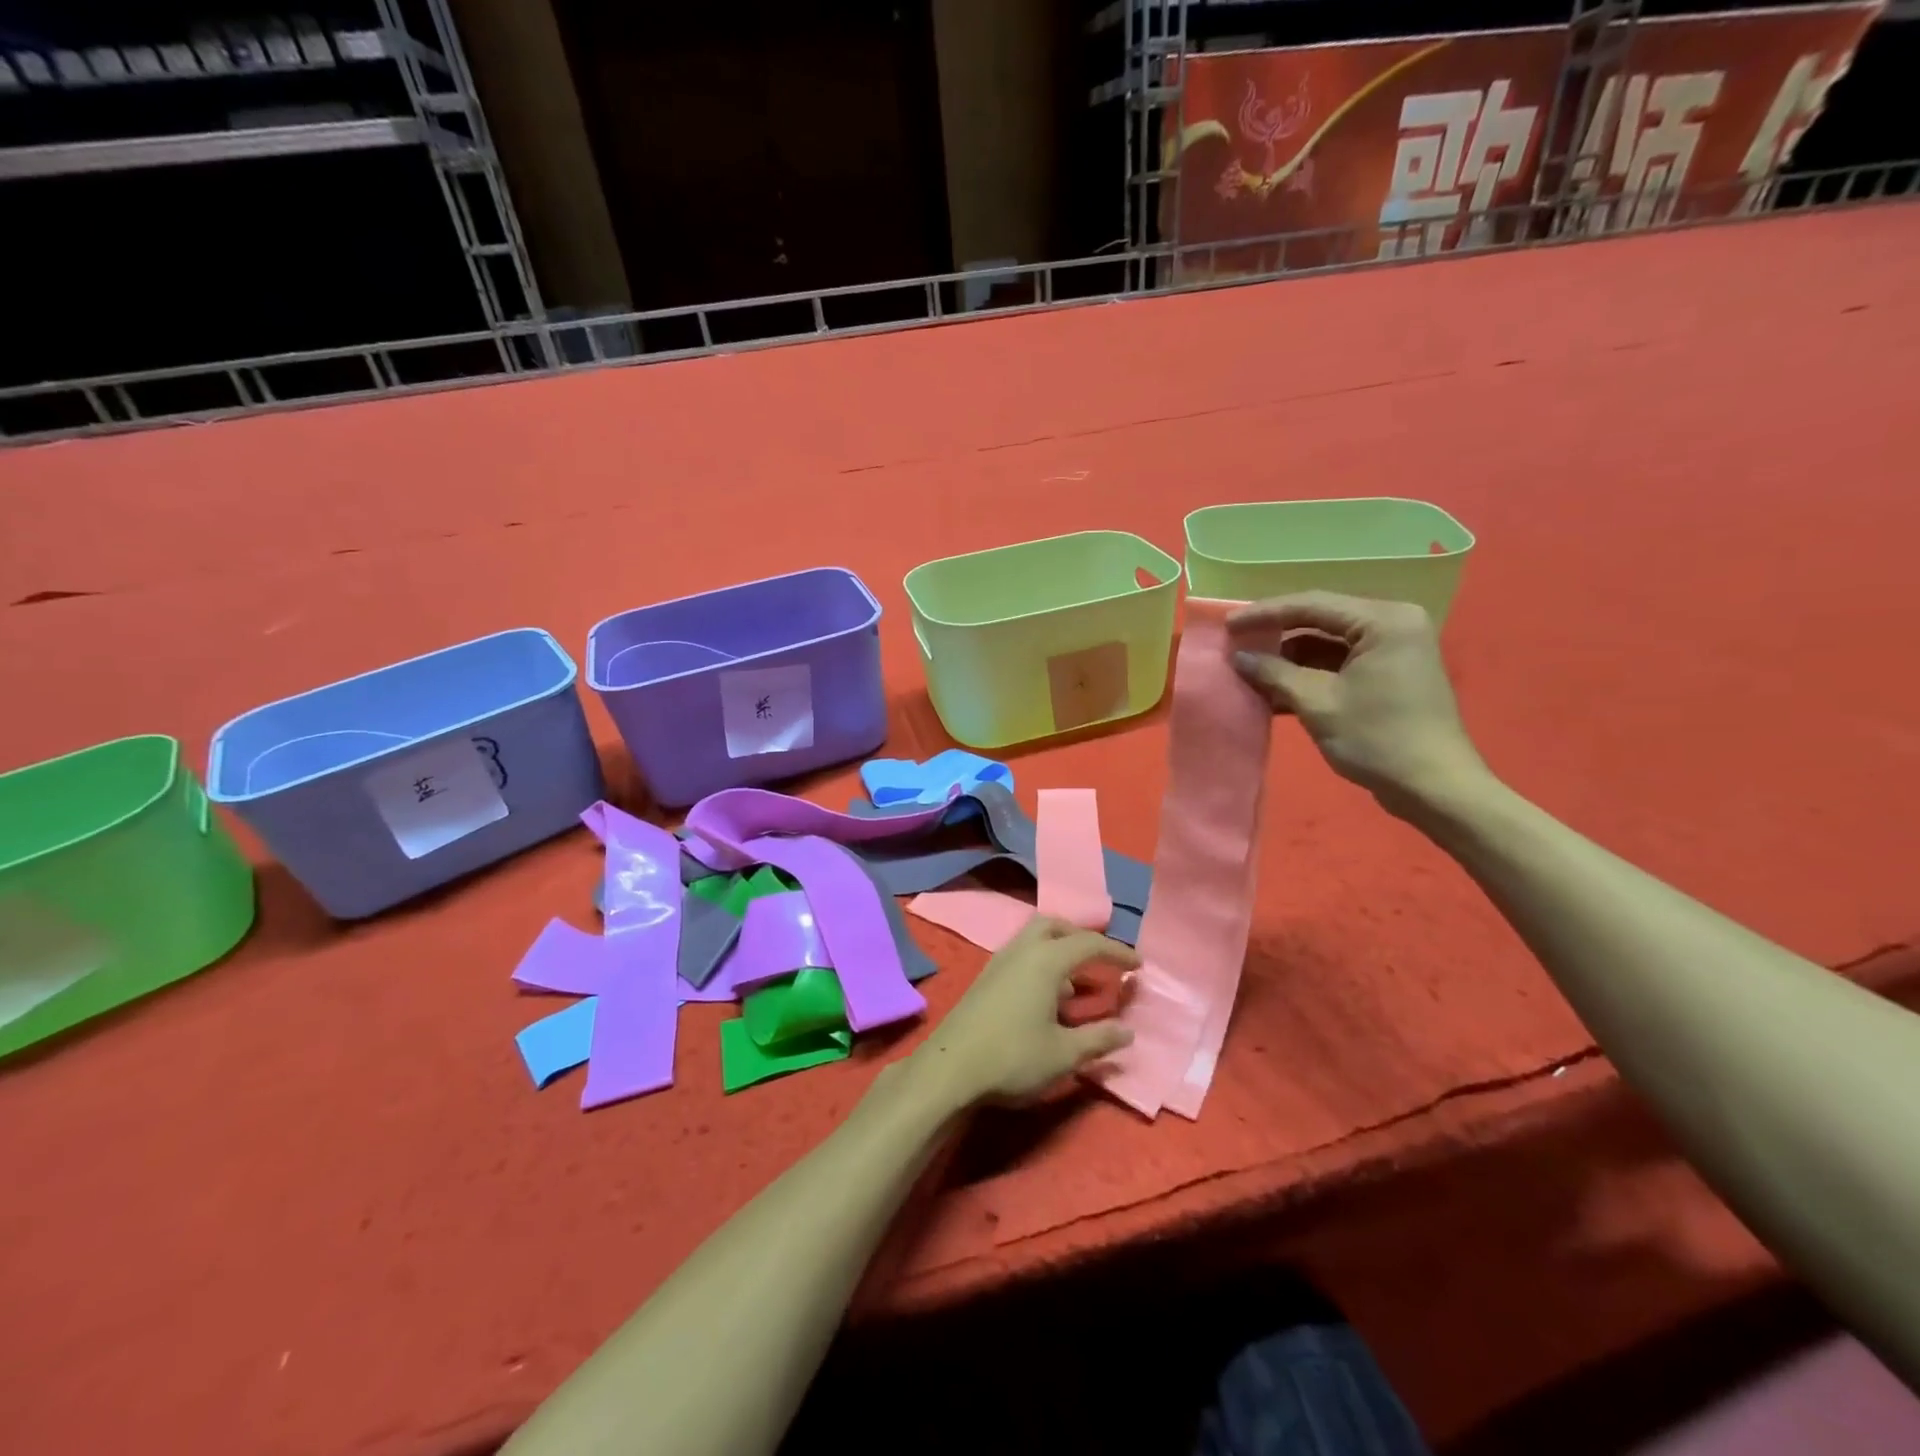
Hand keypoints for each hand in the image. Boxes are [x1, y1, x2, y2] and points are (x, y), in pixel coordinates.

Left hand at [908, 916, 1138, 1106]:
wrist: (950, 1068)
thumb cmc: (1013, 1057)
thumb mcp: (1064, 1054)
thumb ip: (1099, 1039)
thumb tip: (1128, 1031)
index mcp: (1046, 960)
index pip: (1089, 944)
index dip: (1117, 952)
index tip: (1138, 965)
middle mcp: (1022, 950)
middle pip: (1055, 926)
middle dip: (1081, 938)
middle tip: (1101, 960)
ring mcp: (999, 961)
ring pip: (1034, 938)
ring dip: (1059, 950)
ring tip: (1077, 985)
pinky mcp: (985, 978)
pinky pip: (1021, 955)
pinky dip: (1041, 963)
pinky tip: (1047, 998)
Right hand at [1228, 591, 1489, 816]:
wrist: (1433, 787)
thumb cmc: (1377, 739)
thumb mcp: (1318, 703)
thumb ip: (1274, 673)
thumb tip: (1238, 656)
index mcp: (1384, 621)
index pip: (1312, 605)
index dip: (1265, 613)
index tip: (1227, 624)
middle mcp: (1392, 624)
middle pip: (1320, 620)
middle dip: (1276, 634)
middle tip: (1234, 643)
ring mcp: (1392, 650)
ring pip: (1327, 643)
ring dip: (1288, 658)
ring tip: (1247, 668)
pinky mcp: (1387, 674)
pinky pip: (1339, 663)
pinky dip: (1308, 674)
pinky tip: (1273, 688)